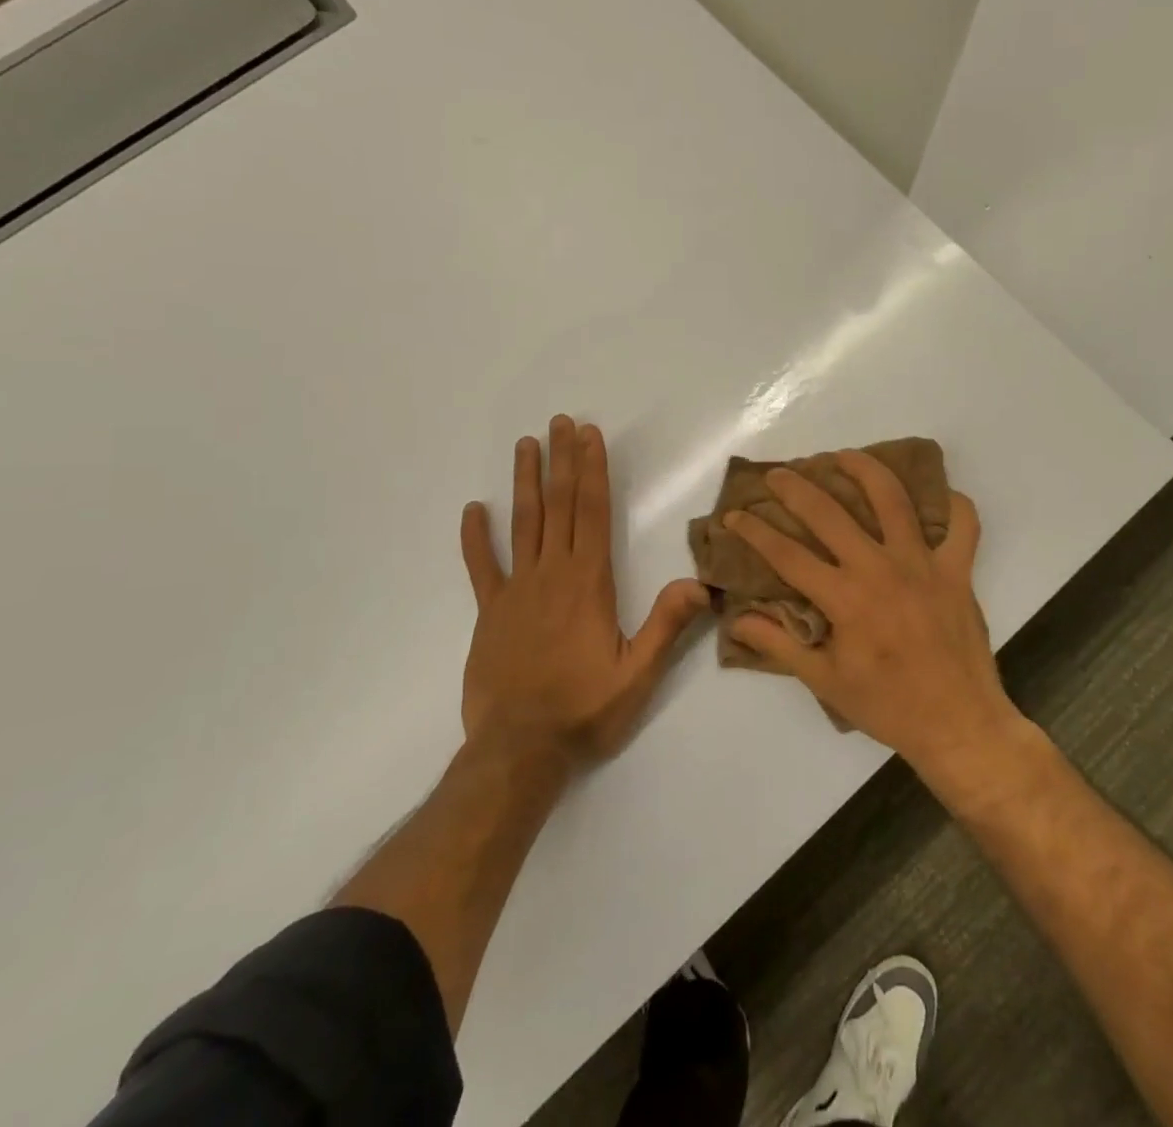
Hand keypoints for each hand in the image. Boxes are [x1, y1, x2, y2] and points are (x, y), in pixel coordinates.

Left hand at [460, 415, 708, 766]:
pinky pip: (481, 567)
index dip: (593, 470)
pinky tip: (473, 510)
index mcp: (588, 582)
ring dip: (526, 482)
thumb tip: (700, 583)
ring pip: (523, 524)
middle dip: (562, 461)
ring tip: (526, 445)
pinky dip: (475, 538)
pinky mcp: (490, 613)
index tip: (589, 435)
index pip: (593, 512)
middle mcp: (551, 574)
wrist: (519, 751)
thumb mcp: (638, 674)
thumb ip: (667, 625)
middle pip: (559, 505)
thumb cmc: (584, 710)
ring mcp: (516, 591)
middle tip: (560, 422)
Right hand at [723, 450, 1027, 780]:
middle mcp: (880, 569)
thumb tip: (737, 620)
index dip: (755, 531)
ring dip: (865, 470)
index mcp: (845, 599)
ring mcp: (923, 564)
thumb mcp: (825, 681)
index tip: (734, 516)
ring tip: (845, 456)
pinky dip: (955, 505)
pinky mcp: (958, 570)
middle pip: (829, 513)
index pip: (787, 554)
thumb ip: (779, 645)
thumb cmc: (887, 706)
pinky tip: (939, 495)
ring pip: (893, 499)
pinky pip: (964, 525)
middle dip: (797, 488)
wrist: (959, 725)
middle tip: (778, 474)